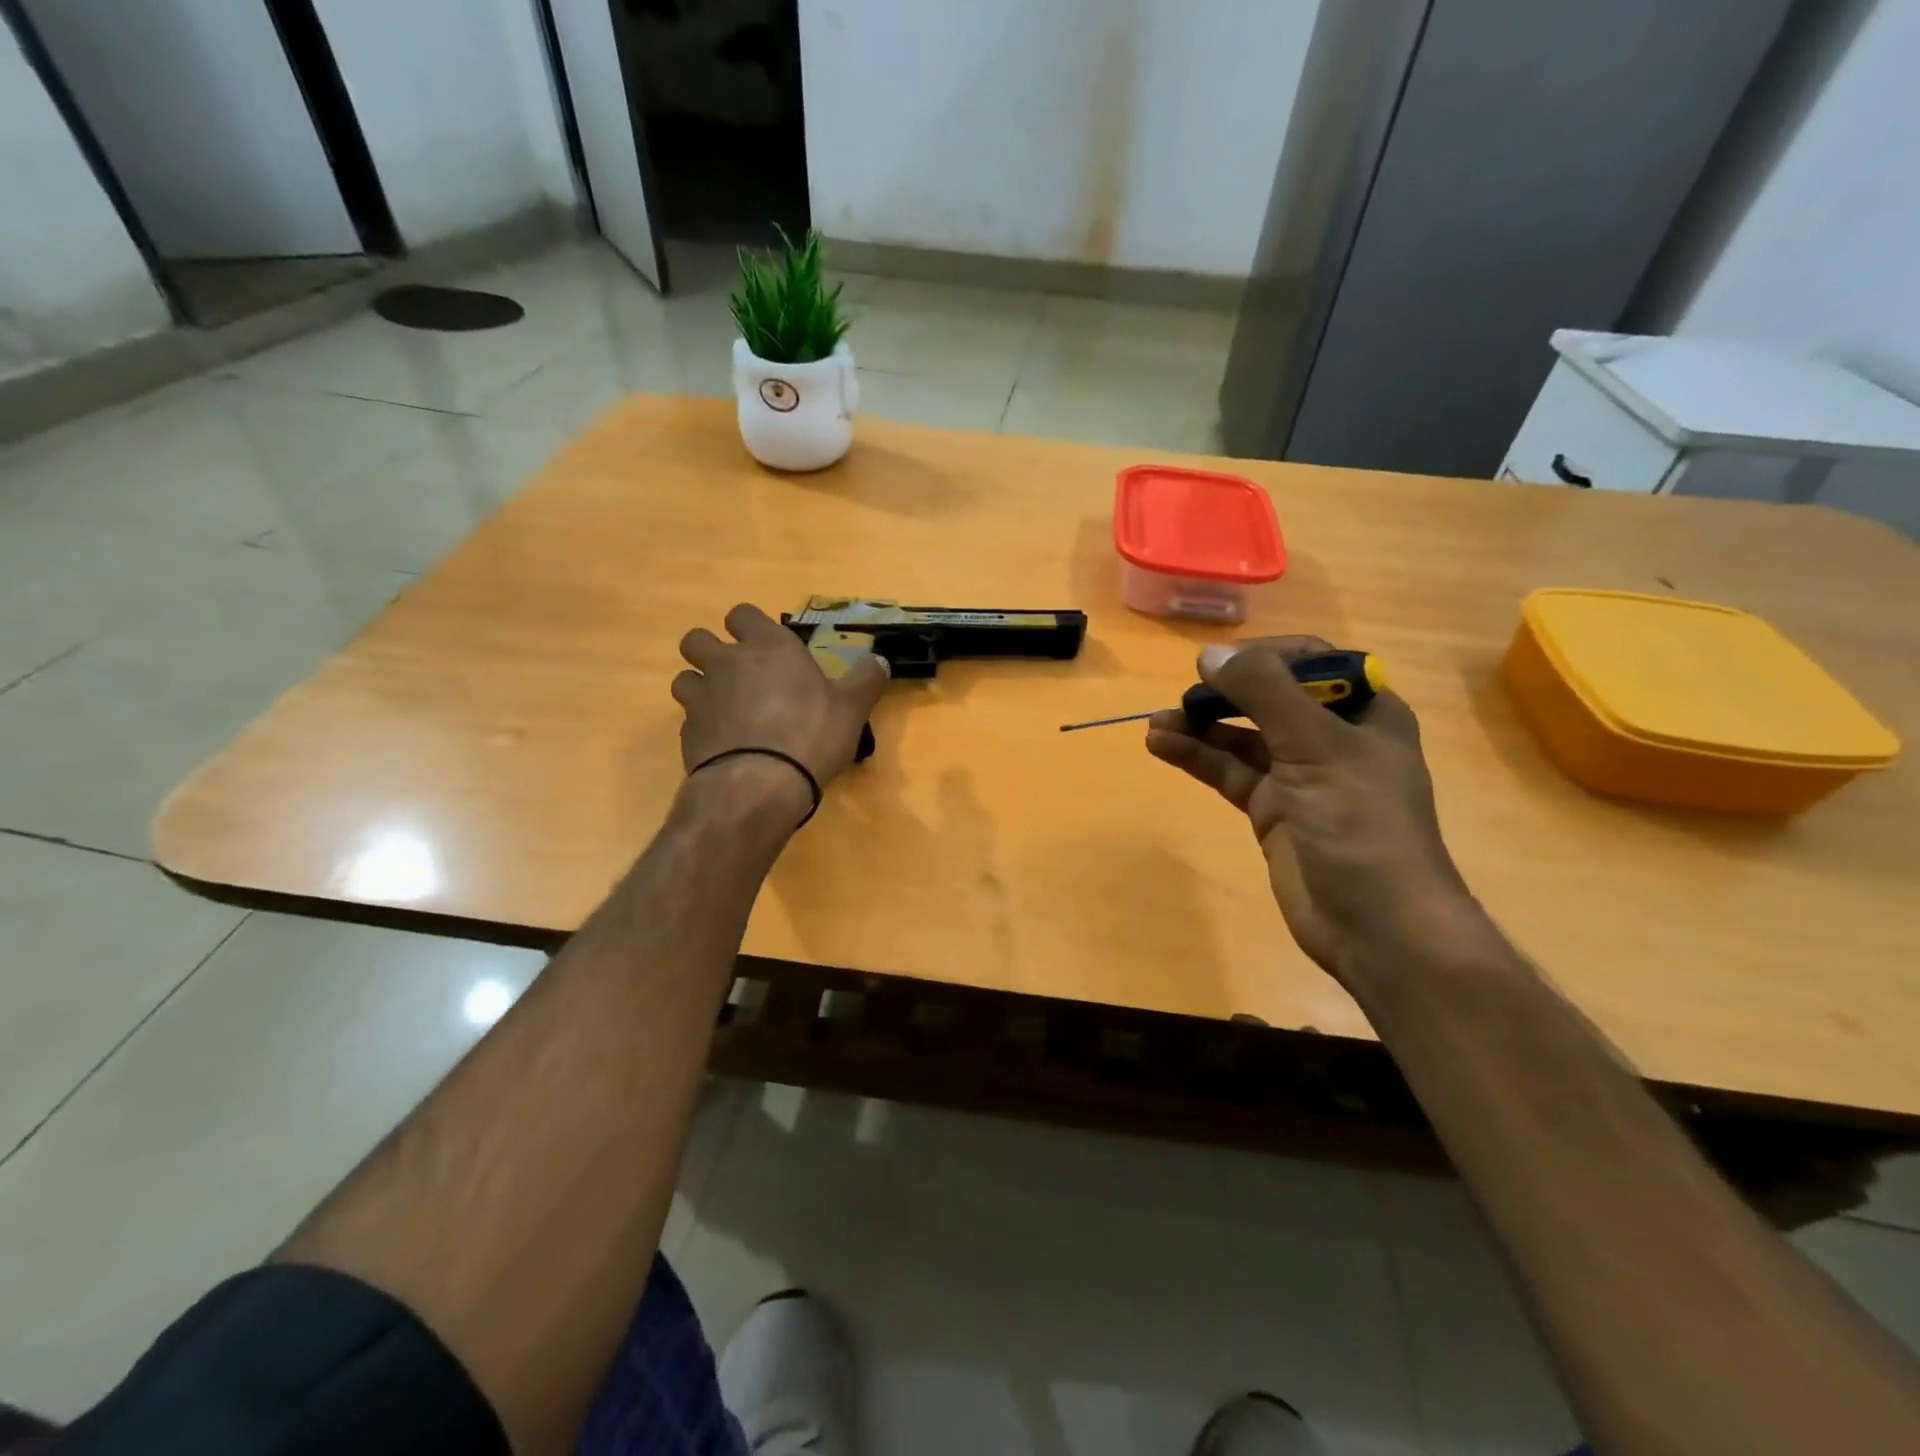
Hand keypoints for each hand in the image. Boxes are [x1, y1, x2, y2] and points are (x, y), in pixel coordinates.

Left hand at [674, 603, 888, 797]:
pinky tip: (723, 745)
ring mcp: (701, 697)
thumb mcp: (852, 707)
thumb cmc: (812, 733)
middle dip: (710, 651)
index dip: (749, 627)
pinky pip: (688, 719)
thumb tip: (879, 660)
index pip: (742, 614)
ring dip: (699, 688)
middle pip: (697, 639)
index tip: (763, 645)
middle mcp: (727, 662)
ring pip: (684, 678)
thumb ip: (865, 679)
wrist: (760, 784)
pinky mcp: (686, 732)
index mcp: (768, 646)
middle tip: (736, 674)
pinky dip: (702, 727)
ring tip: (724, 709)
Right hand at [1145, 636, 1481, 981]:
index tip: (1220, 664)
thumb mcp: (1317, 747)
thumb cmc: (1361, 825)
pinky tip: (1163, 746)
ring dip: (1202, 727)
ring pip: (1243, 738)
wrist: (1377, 926)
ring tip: (1156, 722)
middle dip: (1225, 694)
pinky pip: (1230, 774)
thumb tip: (1210, 655)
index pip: (1312, 662)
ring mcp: (1301, 777)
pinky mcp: (1274, 811)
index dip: (1265, 656)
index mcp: (1365, 713)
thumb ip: (1264, 694)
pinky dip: (1199, 759)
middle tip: (1183, 696)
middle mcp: (1333, 739)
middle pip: (1271, 699)